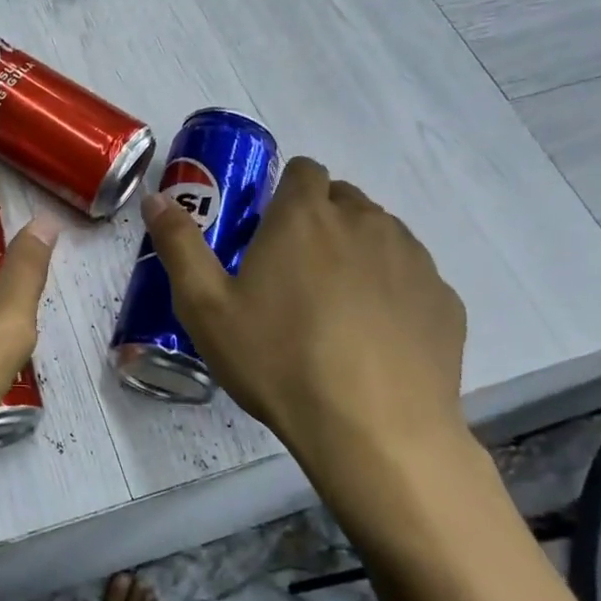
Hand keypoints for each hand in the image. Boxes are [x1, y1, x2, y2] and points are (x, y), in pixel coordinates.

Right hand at [141, 158, 470, 503]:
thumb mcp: (205, 308)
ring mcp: (413, 259)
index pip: (304, 170)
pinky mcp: (444, 300)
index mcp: (305, 216)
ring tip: (334, 308)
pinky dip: (392, 291)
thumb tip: (155, 198)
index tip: (269, 231)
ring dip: (357, 252)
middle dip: (319, 220)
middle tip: (293, 273)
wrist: (374, 430)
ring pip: (381, 234)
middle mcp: (365, 222)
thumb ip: (179, 245)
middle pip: (343, 199)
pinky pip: (412, 277)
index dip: (285, 192)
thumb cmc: (278, 360)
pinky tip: (374, 338)